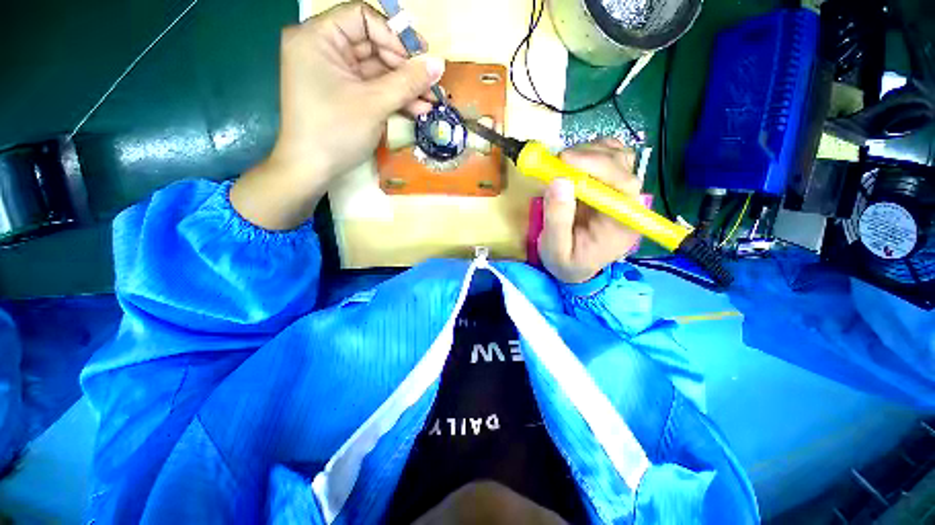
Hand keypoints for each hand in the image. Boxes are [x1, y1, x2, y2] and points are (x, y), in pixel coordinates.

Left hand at [231, 1, 444, 229]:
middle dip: (405, 68)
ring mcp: (333, 73)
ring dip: (405, 87)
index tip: (419, 61)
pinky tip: (416, 110)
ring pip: (376, 70)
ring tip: (430, 103)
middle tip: (430, 86)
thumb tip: (440, 63)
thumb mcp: (374, 104)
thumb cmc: (335, 131)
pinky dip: (393, 98)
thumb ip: (408, 81)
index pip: (363, 18)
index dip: (394, 36)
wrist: (312, 170)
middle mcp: (323, 48)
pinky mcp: (343, 94)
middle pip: (373, 45)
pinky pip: (372, 88)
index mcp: (318, 37)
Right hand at [538, 139, 642, 283]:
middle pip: (622, 164)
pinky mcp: (609, 184)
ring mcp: (620, 191)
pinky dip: (591, 151)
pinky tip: (572, 163)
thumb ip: (557, 219)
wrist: (574, 267)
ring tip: (561, 164)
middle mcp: (628, 203)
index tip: (564, 161)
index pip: (623, 184)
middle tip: (556, 162)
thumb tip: (558, 180)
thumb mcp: (556, 249)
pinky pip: (609, 156)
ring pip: (617, 155)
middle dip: (588, 157)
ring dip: (588, 152)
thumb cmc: (567, 262)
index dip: (597, 166)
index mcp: (622, 223)